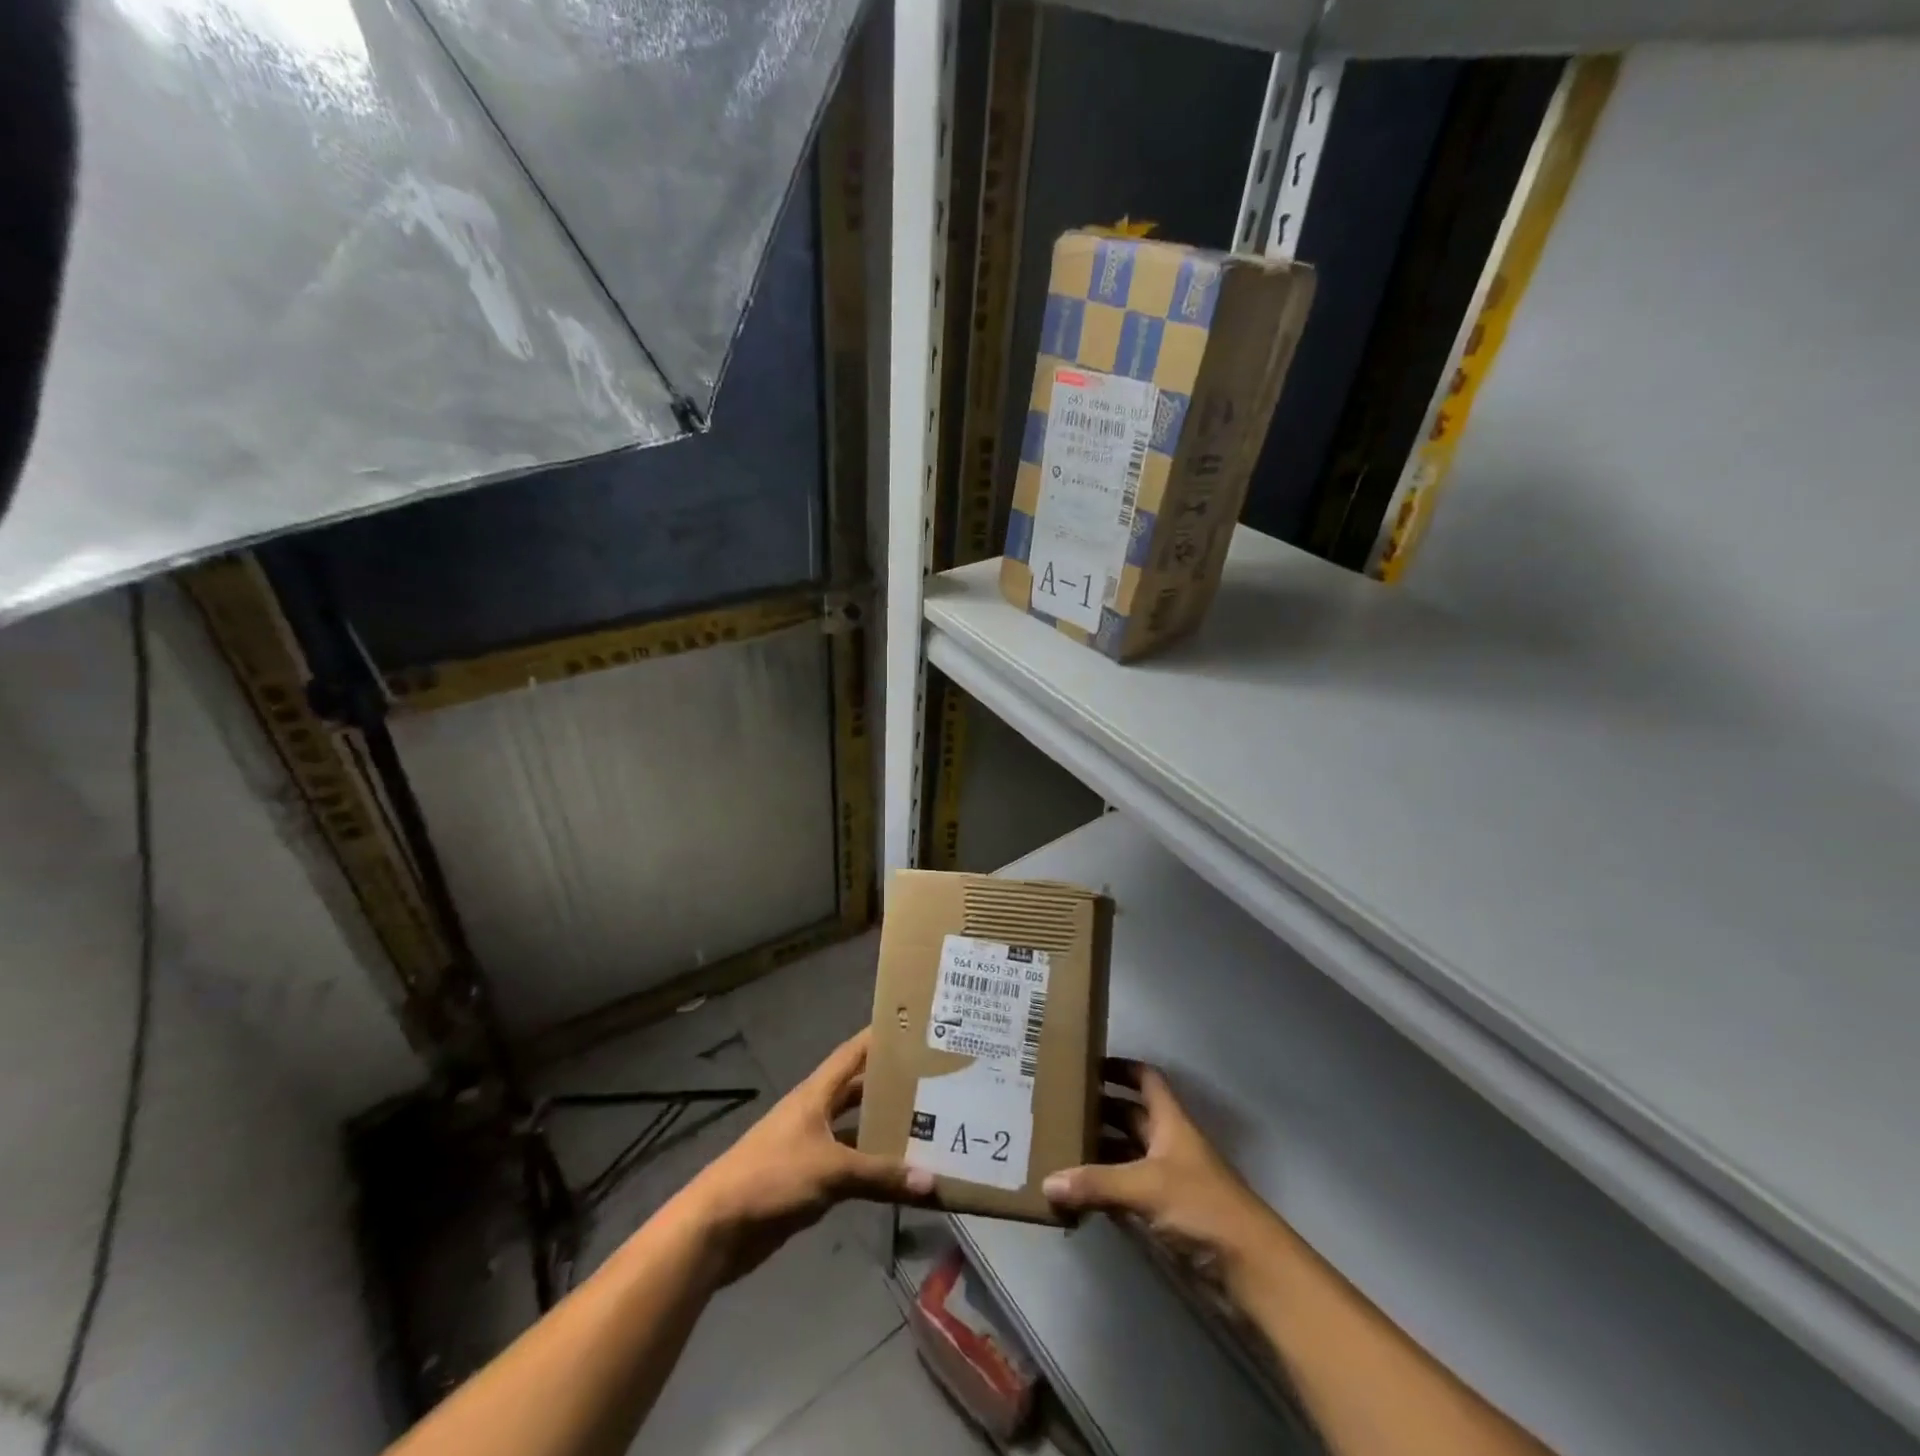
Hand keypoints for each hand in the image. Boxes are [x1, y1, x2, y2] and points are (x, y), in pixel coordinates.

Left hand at [676, 1029, 933, 1284]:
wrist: (717, 1228)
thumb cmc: (772, 1177)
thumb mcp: (831, 1170)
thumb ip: (880, 1174)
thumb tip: (932, 1182)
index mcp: (816, 1094)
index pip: (852, 1054)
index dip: (879, 1038)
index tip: (913, 1027)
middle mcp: (815, 1113)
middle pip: (858, 1090)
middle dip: (890, 1085)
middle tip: (934, 1080)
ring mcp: (810, 1147)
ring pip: (855, 1130)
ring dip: (883, 1129)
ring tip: (929, 1125)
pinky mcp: (808, 1181)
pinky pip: (849, 1166)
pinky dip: (871, 1168)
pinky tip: (899, 1174)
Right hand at [1043, 1059, 1277, 1280]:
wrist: (1252, 1269)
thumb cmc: (1203, 1207)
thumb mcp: (1146, 1187)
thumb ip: (1096, 1184)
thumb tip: (1047, 1182)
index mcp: (1171, 1122)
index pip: (1146, 1079)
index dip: (1121, 1068)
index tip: (1087, 1064)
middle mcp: (1169, 1144)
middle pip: (1132, 1116)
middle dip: (1100, 1110)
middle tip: (1059, 1108)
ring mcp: (1169, 1180)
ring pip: (1128, 1154)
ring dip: (1100, 1151)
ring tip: (1059, 1148)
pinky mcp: (1167, 1215)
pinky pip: (1129, 1191)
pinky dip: (1106, 1189)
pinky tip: (1079, 1193)